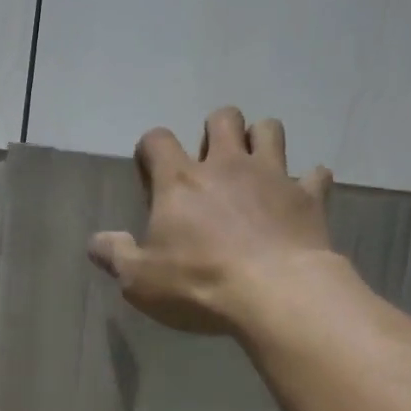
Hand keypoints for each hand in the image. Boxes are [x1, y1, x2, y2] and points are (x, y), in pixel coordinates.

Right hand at [88, 106, 335, 335]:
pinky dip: (307, 182)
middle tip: (212, 161)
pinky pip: (315, 174)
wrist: (273, 292)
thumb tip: (96, 242)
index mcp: (180, 181)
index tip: (151, 166)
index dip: (151, 148)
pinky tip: (301, 196)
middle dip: (215, 131)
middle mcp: (227, 165)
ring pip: (269, 129)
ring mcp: (272, 175)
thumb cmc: (198, 284)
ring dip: (261, 139)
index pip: (158, 140)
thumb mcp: (140, 280)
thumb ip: (116, 256)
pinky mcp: (308, 197)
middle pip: (222, 118)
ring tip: (256, 165)